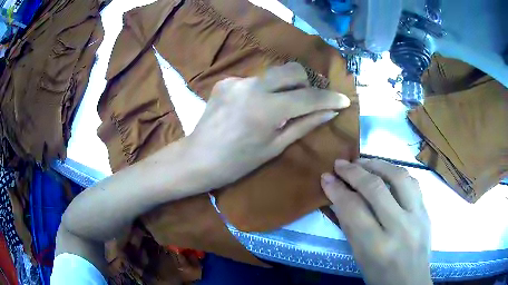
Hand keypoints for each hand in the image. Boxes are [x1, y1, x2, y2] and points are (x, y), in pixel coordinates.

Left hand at [185, 62, 350, 189]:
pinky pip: (255, 81)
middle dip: (308, 82)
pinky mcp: (226, 81)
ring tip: (283, 105)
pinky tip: (256, 106)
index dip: (329, 98)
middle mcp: (252, 86)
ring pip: (273, 74)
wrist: (197, 159)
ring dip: (286, 86)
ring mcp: (236, 81)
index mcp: (266, 109)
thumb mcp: (275, 146)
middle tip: (311, 99)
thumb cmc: (237, 163)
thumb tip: (330, 112)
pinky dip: (264, 90)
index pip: (308, 96)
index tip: (344, 100)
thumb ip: (304, 124)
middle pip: (292, 70)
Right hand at [321, 159, 430, 284]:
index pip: (353, 210)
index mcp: (376, 247)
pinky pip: (413, 183)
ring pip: (399, 177)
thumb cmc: (379, 276)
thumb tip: (337, 197)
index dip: (337, 190)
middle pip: (375, 188)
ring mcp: (418, 217)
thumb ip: (350, 226)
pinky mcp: (427, 211)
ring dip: (378, 164)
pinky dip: (396, 173)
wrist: (410, 283)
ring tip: (363, 162)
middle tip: (340, 164)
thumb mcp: (359, 257)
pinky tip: (387, 172)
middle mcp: (399, 227)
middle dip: (354, 172)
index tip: (326, 177)